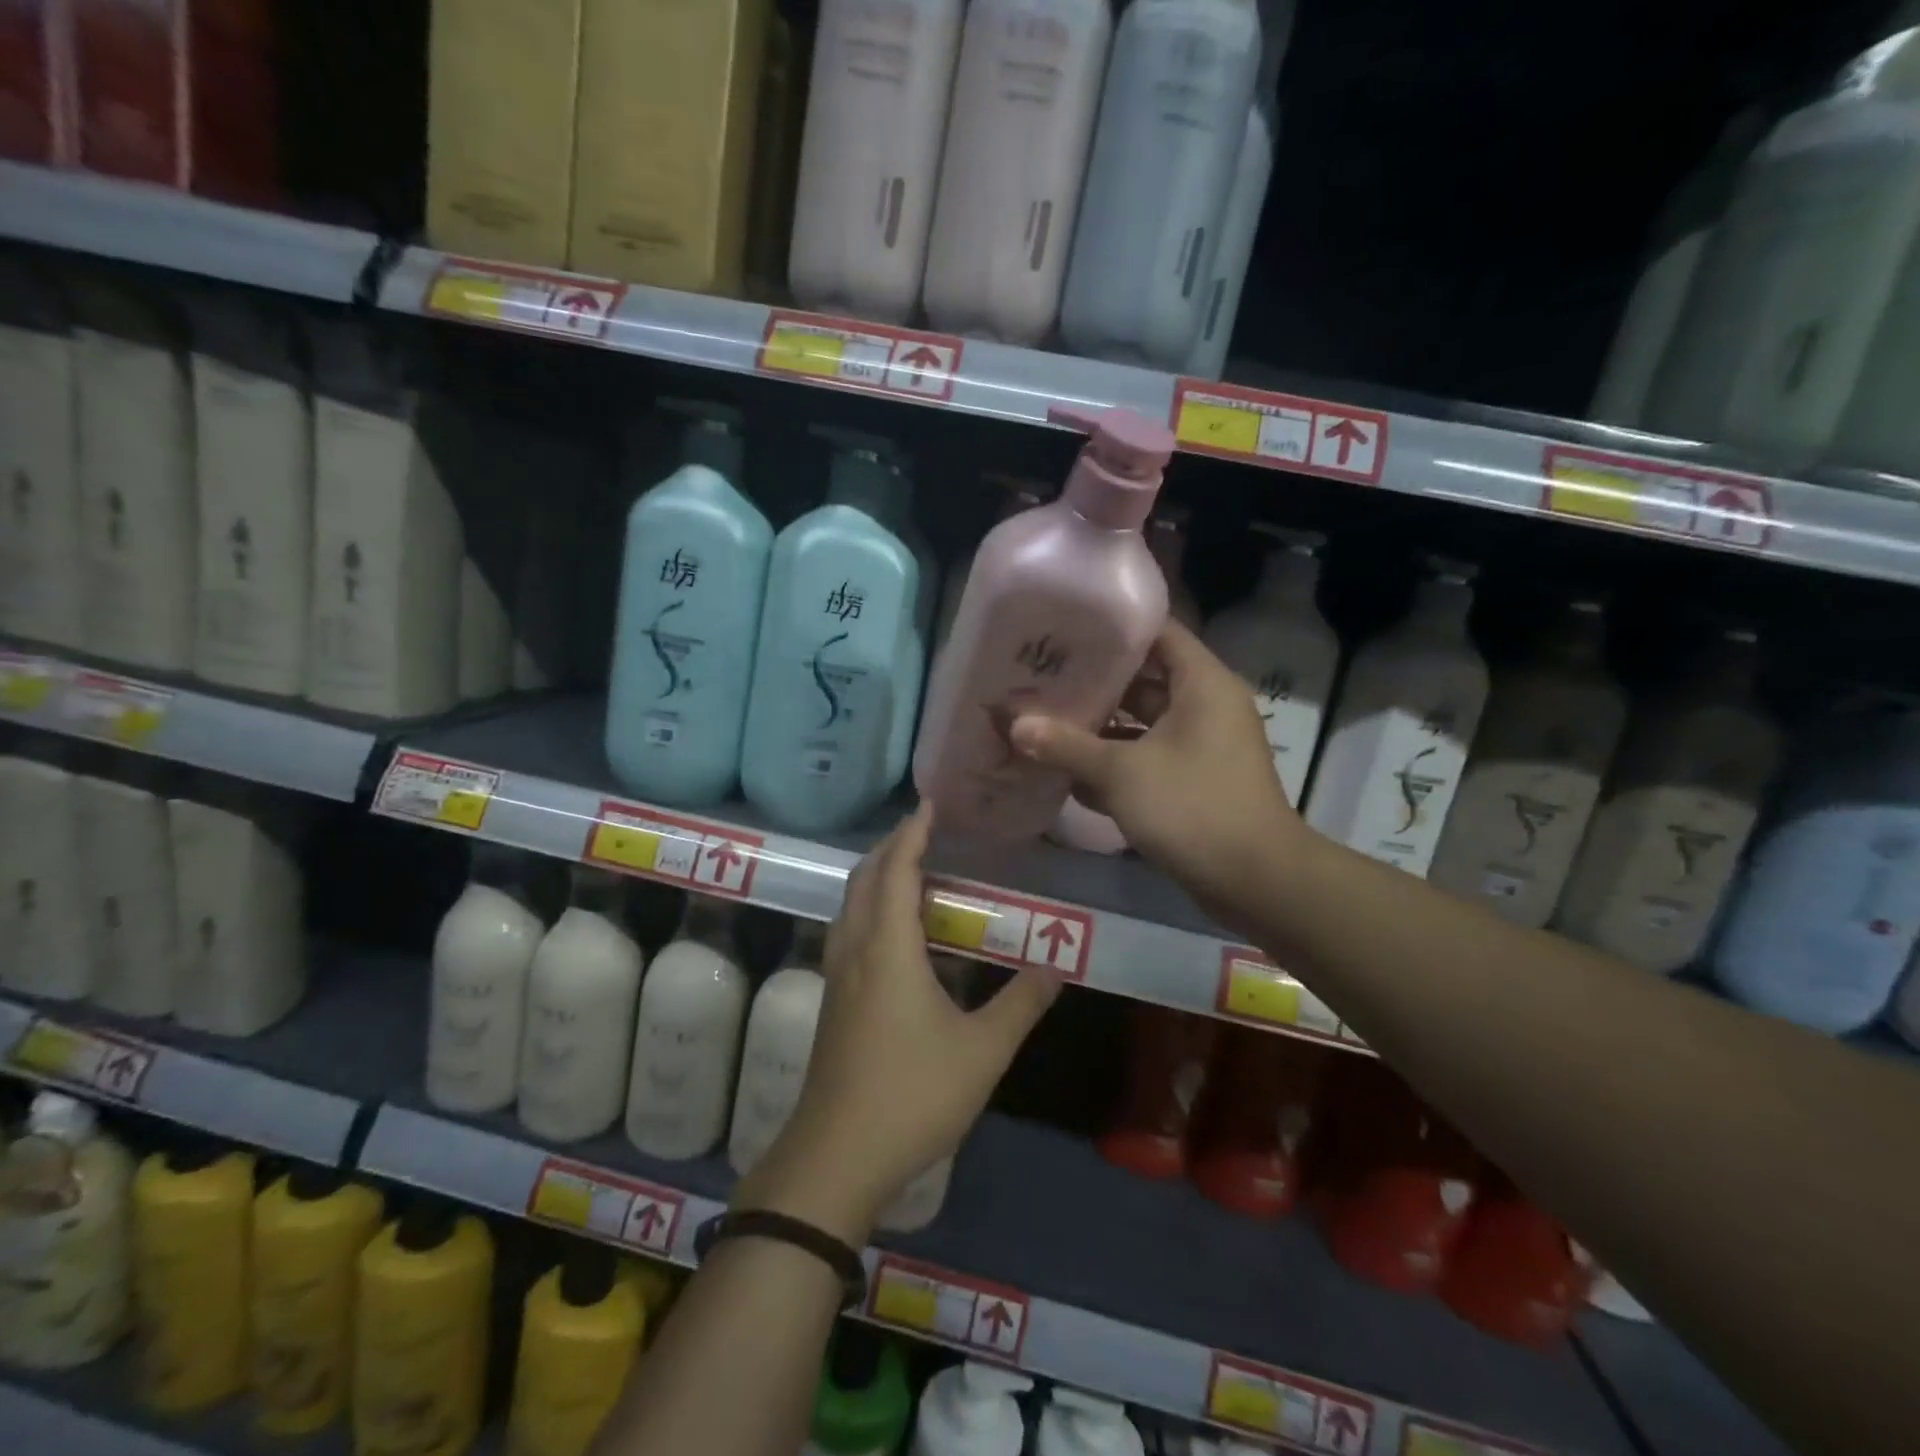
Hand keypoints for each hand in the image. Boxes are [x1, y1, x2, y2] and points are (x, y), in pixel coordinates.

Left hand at [735, 804, 1060, 1242]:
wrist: (836, 1156)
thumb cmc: (912, 1094)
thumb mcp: (982, 1051)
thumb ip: (1021, 1004)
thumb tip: (1055, 967)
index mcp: (888, 948)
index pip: (895, 870)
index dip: (912, 833)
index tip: (930, 805)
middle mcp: (855, 949)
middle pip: (864, 879)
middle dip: (891, 848)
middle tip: (926, 833)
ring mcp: (838, 976)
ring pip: (851, 905)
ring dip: (877, 878)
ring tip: (914, 873)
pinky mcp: (833, 1000)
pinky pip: (849, 931)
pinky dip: (871, 909)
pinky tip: (896, 933)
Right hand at [1010, 621, 1306, 924]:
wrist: (1255, 881)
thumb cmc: (1192, 807)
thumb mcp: (1122, 773)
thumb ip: (1066, 745)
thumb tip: (1014, 725)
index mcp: (1202, 684)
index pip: (1158, 631)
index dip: (1113, 625)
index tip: (1066, 625)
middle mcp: (1205, 705)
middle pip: (1144, 678)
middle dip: (1095, 680)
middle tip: (1042, 673)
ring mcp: (1200, 745)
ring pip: (1142, 721)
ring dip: (1100, 724)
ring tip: (1045, 716)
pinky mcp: (1193, 779)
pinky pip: (1148, 756)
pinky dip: (1115, 760)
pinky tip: (1069, 767)